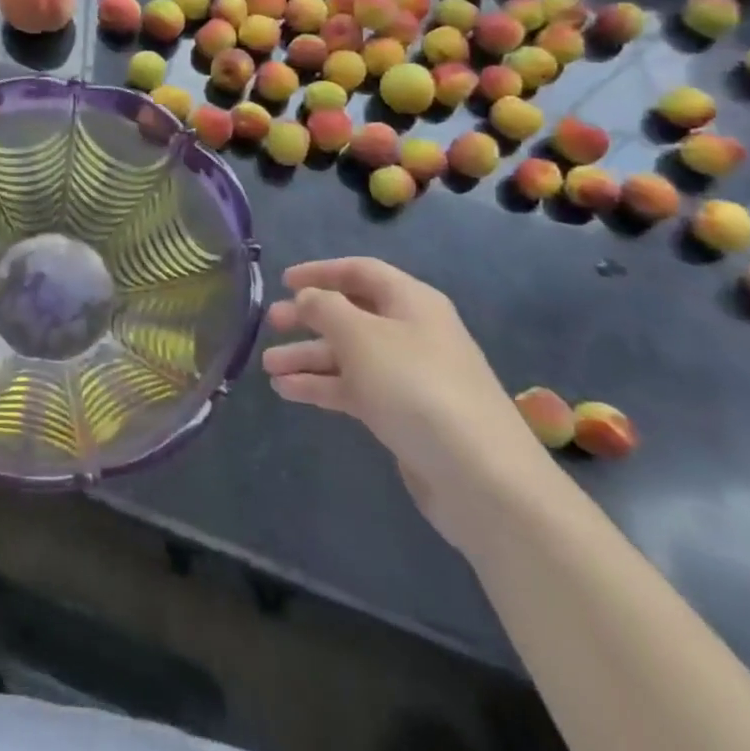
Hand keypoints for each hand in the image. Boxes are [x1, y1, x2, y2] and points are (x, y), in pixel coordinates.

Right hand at [261, 257, 556, 555]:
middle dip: (309, 318)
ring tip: (268, 366)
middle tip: (271, 324)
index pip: (360, 272)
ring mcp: (409, 377)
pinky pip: (354, 389)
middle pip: (351, 314)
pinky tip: (287, 391)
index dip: (321, 272)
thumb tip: (308, 298)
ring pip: (348, 355)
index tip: (283, 281)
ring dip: (308, 357)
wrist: (481, 478)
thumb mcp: (360, 335)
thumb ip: (325, 308)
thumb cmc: (415, 387)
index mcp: (411, 302)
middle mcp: (411, 333)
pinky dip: (322, 386)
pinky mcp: (404, 415)